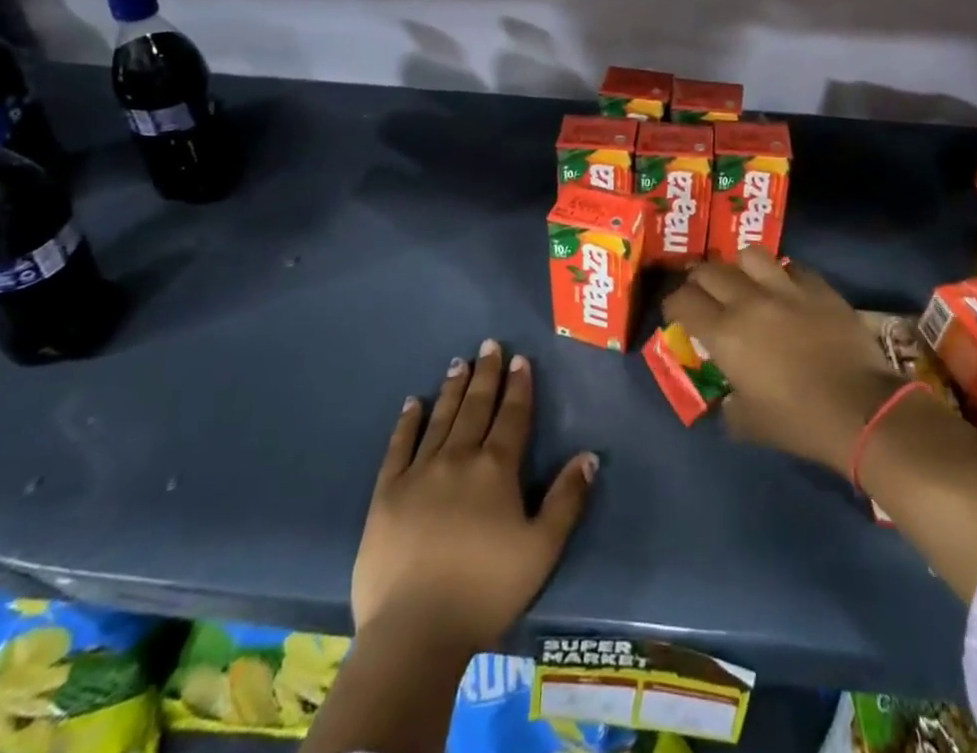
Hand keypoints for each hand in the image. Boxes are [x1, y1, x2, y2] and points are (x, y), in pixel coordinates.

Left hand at [351, 340, 597, 653]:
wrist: (414, 631)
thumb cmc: (485, 591)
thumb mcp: (542, 550)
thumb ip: (567, 500)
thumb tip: (589, 455)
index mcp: (497, 469)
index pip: (512, 416)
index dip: (519, 386)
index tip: (520, 359)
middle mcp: (459, 457)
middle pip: (476, 407)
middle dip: (486, 374)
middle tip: (489, 344)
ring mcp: (419, 472)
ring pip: (441, 418)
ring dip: (453, 388)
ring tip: (459, 361)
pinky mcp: (387, 493)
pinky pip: (399, 446)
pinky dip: (408, 421)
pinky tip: (414, 402)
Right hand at [663, 250, 904, 472]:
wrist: (860, 409)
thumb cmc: (799, 422)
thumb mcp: (748, 424)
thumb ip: (728, 403)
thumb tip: (728, 395)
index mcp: (724, 334)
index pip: (682, 301)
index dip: (674, 305)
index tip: (677, 314)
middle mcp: (748, 301)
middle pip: (710, 271)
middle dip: (700, 282)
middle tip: (705, 296)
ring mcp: (785, 288)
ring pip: (749, 255)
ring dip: (740, 268)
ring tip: (746, 283)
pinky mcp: (817, 286)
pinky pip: (791, 266)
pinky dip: (782, 275)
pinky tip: (787, 290)